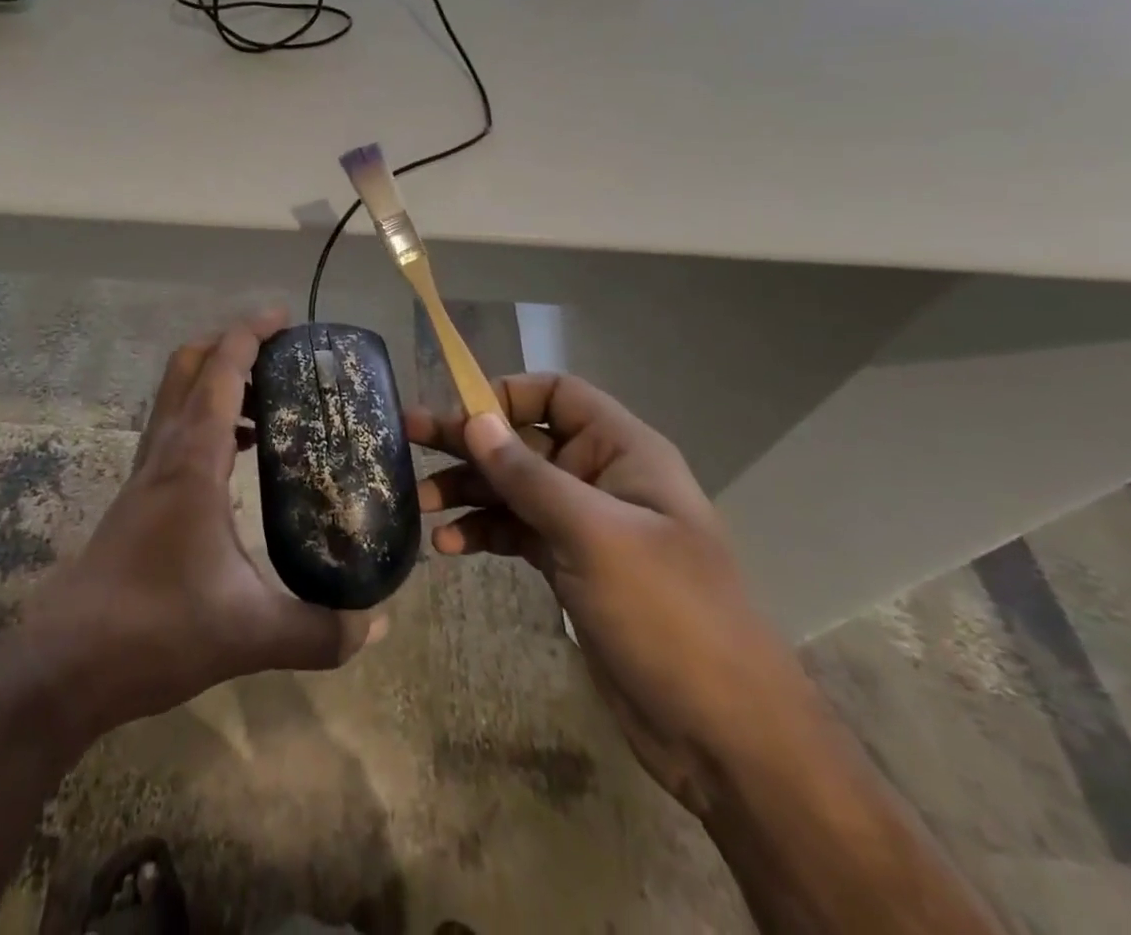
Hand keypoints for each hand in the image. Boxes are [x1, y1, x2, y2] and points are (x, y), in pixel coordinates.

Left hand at [21, 311, 382, 739]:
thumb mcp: (250, 634)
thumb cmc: (156, 631)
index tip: (286, 317)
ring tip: (272, 405)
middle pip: (188, 366)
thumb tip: (376, 622)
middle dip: (232, 345)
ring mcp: (147, 473)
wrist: (67, 664)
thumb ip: (320, 631)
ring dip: (218, 381)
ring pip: (178, 396)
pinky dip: (208, 419)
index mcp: (193, 460)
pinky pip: (176, 431)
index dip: (251, 333)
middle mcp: (166, 452)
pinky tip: (238, 459)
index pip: (220, 371)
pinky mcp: (140, 497)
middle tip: (282, 356)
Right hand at [410, 376, 819, 816]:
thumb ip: (529, 475)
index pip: (557, 394)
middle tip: (407, 439)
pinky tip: (449, 547)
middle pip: (524, 440)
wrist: (723, 736)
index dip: (505, 394)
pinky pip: (516, 532)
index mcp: (623, 451)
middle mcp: (601, 478)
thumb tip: (475, 419)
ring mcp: (585, 525)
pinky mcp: (570, 567)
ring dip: (468, 491)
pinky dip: (483, 532)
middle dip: (469, 442)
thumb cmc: (668, 615)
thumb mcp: (593, 536)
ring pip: (513, 488)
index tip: (457, 415)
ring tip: (421, 504)